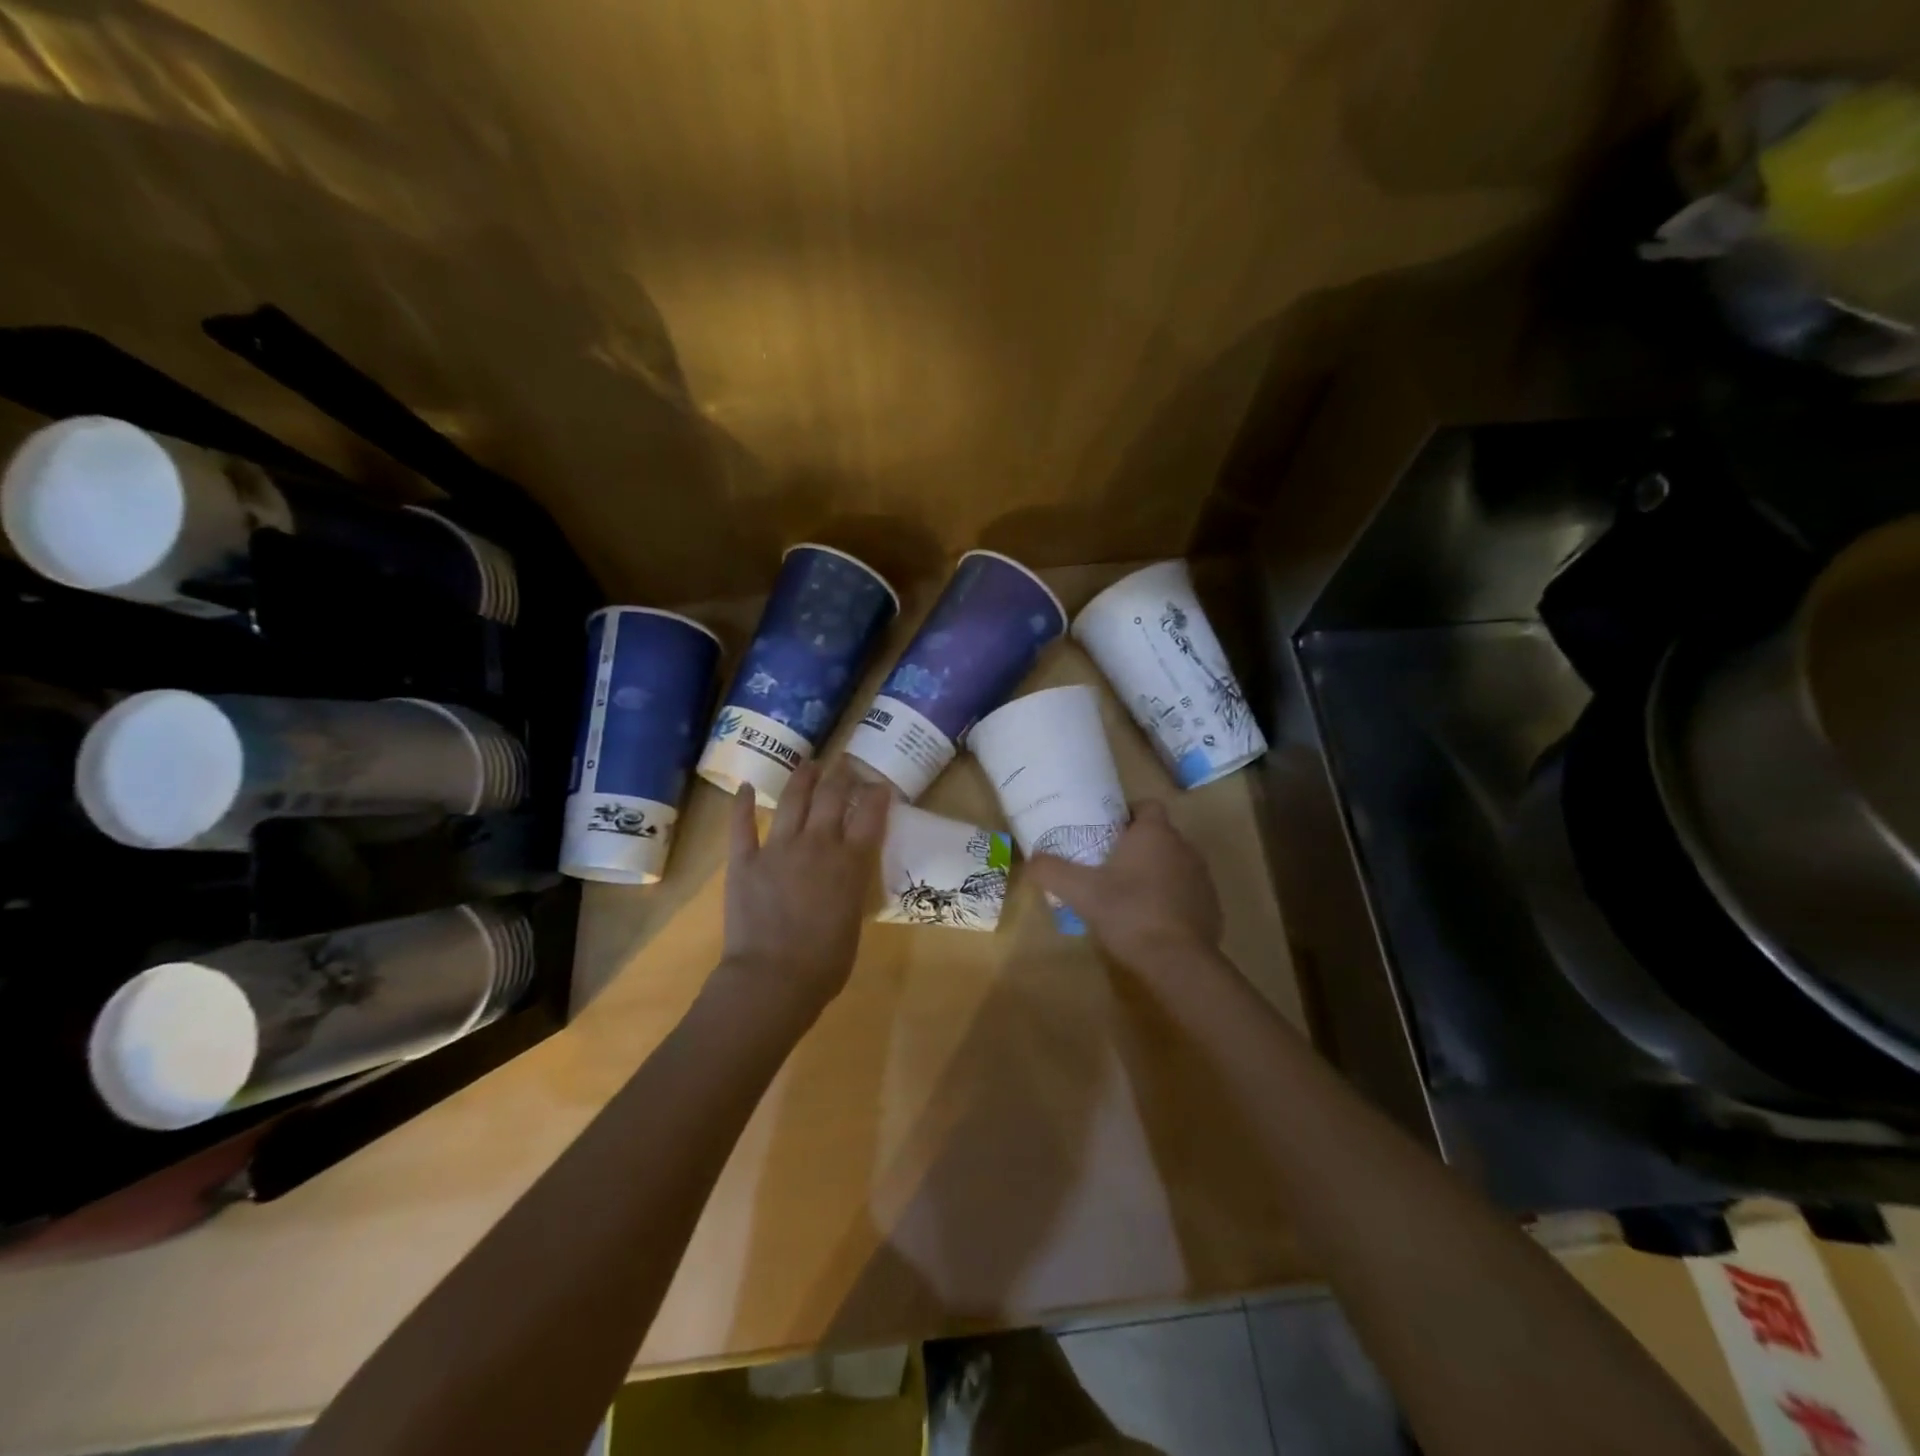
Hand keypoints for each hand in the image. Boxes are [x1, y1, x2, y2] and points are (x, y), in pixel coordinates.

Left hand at [720, 758, 889, 1019]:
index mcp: (850, 863)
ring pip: (792, 800)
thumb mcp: (854, 920)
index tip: (880, 784)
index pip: (870, 816)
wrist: (773, 979)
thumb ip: (852, 888)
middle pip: (833, 796)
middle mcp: (817, 845)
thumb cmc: (825, 963)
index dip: (877, 794)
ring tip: (809, 763)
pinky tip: (743, 786)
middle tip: (845, 763)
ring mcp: (777, 848)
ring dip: (803, 778)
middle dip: (842, 774)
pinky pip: (741, 825)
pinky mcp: (744, 860)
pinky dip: (741, 804)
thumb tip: (848, 875)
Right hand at [1028, 800, 1222, 969]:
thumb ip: (1052, 871)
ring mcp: (1202, 878)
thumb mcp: (1080, 891)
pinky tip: (1151, 920)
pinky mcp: (1212, 907)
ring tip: (1128, 894)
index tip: (1106, 831)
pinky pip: (1186, 892)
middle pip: (1159, 836)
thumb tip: (1031, 859)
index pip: (1147, 806)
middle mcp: (1184, 847)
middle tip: (1108, 864)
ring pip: (1174, 864)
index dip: (1127, 814)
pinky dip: (1171, 899)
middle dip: (1137, 846)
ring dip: (1155, 873)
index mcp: (1155, 834)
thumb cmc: (1128, 913)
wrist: (1178, 961)